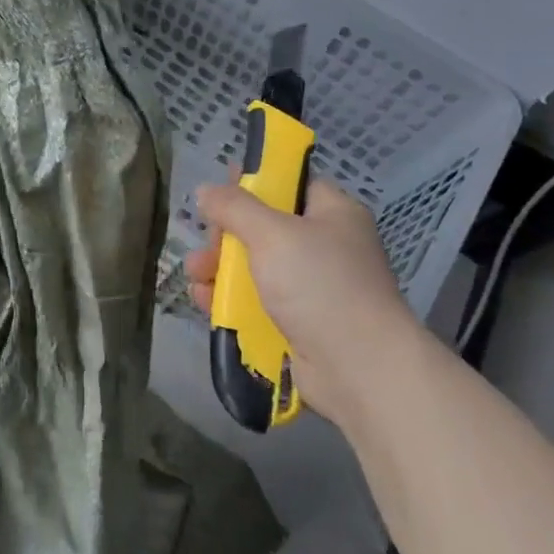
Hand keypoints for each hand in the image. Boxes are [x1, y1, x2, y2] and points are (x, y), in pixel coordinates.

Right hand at [186, 179, 420, 425]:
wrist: (359, 368)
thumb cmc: (320, 285)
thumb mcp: (273, 234)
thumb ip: (235, 207)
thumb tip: (205, 190)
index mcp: (333, 214)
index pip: (290, 186)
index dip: (253, 186)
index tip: (219, 193)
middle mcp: (326, 246)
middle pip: (265, 228)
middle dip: (227, 235)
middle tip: (207, 245)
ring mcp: (313, 288)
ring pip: (256, 267)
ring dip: (221, 269)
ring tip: (194, 275)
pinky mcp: (299, 323)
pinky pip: (257, 302)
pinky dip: (231, 300)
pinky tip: (204, 301)